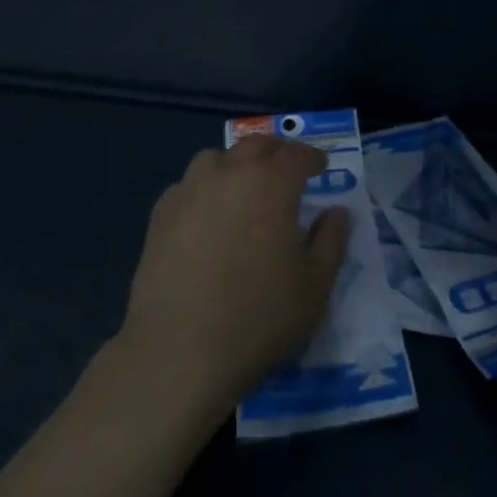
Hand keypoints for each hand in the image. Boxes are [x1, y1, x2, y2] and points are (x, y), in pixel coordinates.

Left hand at [117, 134, 346, 410]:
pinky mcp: (159, 216)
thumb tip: (336, 213)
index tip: (321, 167)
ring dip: (235, 164)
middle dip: (276, 152)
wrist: (180, 350)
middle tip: (287, 169)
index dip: (312, 158)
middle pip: (255, 146)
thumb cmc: (259, 317)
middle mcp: (228, 175)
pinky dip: (204, 188)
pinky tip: (207, 215)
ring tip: (244, 187)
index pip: (297, 155)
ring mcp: (188, 192)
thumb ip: (331, 241)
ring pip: (215, 158)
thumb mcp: (315, 285)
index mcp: (271, 185)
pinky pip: (187, 186)